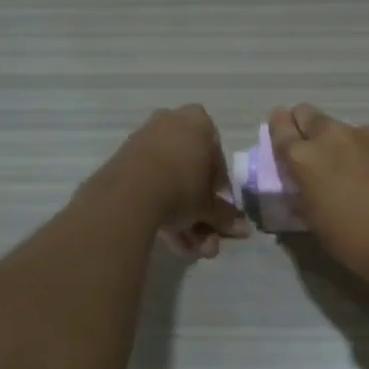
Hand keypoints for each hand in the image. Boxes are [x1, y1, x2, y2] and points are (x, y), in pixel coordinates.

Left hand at [110, 105, 250, 259]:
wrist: (129, 194)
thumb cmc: (182, 188)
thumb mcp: (209, 205)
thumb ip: (225, 215)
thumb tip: (245, 230)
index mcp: (199, 123)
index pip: (217, 155)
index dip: (219, 185)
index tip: (217, 206)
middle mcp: (171, 122)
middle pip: (191, 169)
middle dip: (198, 206)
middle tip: (205, 232)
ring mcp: (144, 139)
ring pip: (170, 180)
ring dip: (181, 214)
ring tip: (188, 246)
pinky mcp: (123, 160)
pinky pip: (149, 183)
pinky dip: (160, 207)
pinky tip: (169, 239)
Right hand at [267, 104, 368, 285]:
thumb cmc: (356, 241)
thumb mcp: (315, 223)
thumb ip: (303, 194)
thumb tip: (303, 186)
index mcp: (303, 158)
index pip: (280, 127)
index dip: (278, 128)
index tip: (281, 133)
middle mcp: (332, 136)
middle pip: (309, 114)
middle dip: (306, 126)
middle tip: (313, 149)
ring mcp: (366, 134)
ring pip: (343, 128)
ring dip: (341, 142)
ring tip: (352, 168)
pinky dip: (368, 151)